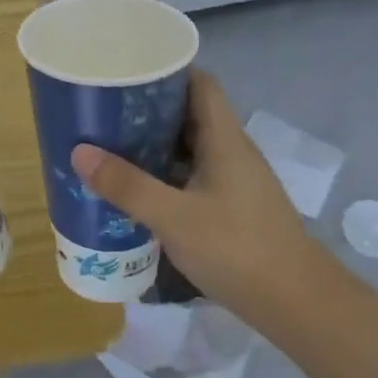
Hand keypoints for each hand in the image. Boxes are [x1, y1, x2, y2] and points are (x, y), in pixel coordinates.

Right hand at [70, 69, 341, 331]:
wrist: (299, 306)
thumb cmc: (238, 249)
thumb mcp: (174, 217)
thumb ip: (127, 185)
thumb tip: (79, 151)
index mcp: (224, 139)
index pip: (199, 83)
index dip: (166, 71)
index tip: (126, 72)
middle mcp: (231, 151)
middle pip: (189, 114)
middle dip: (147, 109)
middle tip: (104, 110)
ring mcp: (234, 181)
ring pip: (189, 147)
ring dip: (153, 144)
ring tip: (110, 146)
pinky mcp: (232, 208)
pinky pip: (192, 176)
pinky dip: (164, 175)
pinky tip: (137, 190)